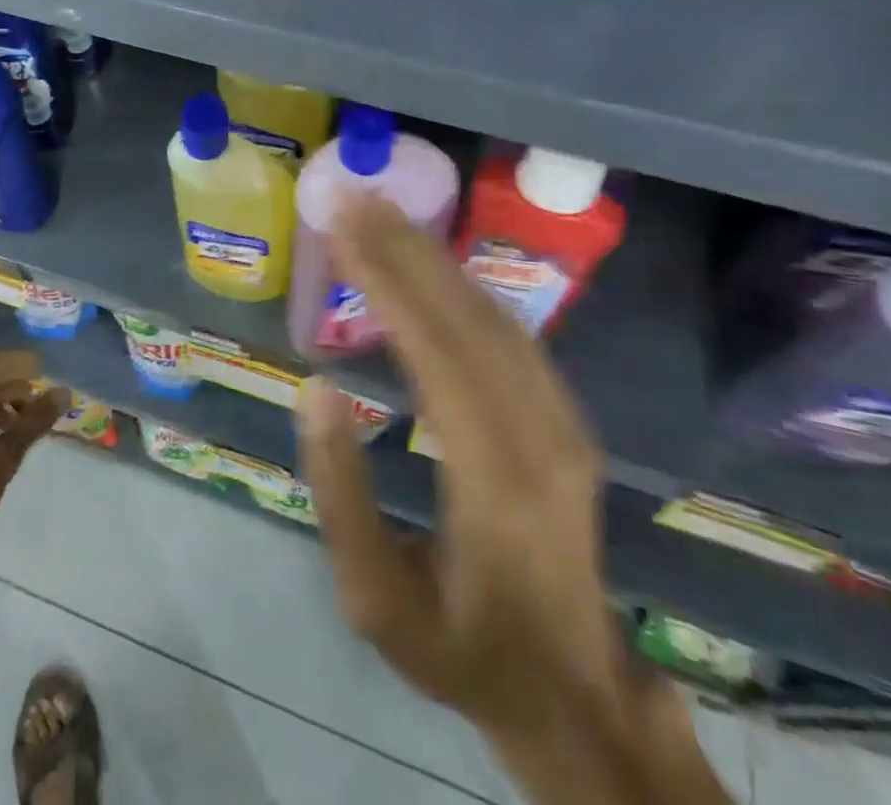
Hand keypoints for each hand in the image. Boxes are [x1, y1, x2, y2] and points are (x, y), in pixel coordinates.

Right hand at [295, 194, 632, 738]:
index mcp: (493, 482)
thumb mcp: (374, 601)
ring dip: (432, 257)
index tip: (342, 226)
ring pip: (493, 316)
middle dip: (404, 248)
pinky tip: (428, 262)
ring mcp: (562, 423)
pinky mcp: (564, 418)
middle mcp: (539, 435)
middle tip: (353, 197)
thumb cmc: (460, 648)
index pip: (435, 353)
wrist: (573, 693)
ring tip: (380, 214)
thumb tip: (317, 388)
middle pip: (466, 317)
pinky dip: (461, 286)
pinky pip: (509, 333)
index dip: (386, 281)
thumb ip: (341, 494)